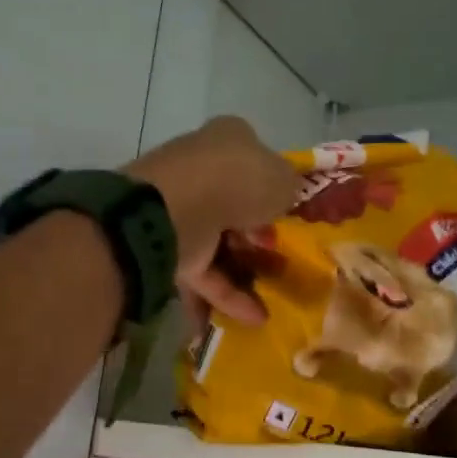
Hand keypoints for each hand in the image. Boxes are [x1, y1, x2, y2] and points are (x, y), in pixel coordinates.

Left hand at [128, 116, 298, 325]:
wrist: (173, 210)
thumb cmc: (235, 182)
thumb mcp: (282, 179)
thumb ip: (288, 188)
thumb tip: (284, 195)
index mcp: (228, 139)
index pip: (255, 158)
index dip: (274, 187)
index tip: (290, 215)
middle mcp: (200, 168)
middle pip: (234, 203)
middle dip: (257, 235)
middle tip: (283, 261)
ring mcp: (180, 207)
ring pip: (217, 241)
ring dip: (243, 272)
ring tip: (274, 302)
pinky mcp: (166, 244)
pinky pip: (201, 272)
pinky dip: (224, 295)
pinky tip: (252, 319)